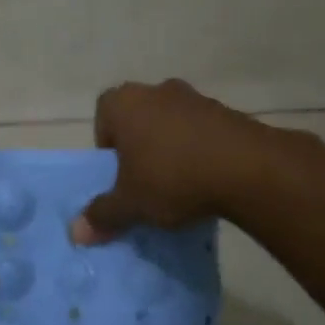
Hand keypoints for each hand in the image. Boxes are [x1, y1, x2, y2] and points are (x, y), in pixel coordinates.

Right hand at [71, 79, 278, 242]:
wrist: (248, 169)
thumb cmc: (172, 178)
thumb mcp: (131, 204)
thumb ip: (102, 215)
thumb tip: (76, 233)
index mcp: (123, 103)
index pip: (102, 118)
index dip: (107, 148)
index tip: (118, 175)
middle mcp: (156, 90)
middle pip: (137, 120)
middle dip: (139, 149)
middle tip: (144, 182)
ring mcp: (195, 97)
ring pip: (171, 125)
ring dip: (171, 149)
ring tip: (179, 185)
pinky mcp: (227, 112)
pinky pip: (201, 132)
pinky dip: (200, 151)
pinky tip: (207, 181)